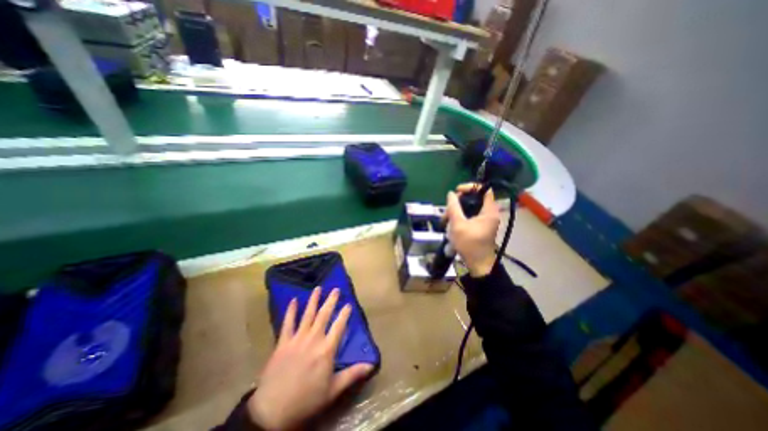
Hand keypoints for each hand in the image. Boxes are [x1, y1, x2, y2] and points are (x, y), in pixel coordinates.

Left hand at [247, 285, 373, 430]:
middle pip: (324, 315)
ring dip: (313, 300)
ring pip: (308, 314)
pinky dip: (291, 311)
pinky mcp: (283, 342)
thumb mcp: (333, 390)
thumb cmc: (307, 400)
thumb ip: (352, 374)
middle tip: (335, 289)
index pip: (339, 326)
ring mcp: (297, 338)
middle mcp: (313, 338)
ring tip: (318, 288)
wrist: (273, 411)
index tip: (349, 304)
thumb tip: (371, 365)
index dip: (345, 314)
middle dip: (331, 301)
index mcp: (327, 349)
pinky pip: (288, 323)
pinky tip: (294, 300)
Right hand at [444, 184, 504, 277]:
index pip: (484, 189)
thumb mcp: (458, 224)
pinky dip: (460, 217)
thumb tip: (450, 194)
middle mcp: (489, 213)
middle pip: (475, 198)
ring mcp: (485, 220)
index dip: (471, 187)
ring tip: (445, 220)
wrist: (477, 264)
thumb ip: (454, 207)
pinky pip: (469, 216)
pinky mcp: (480, 226)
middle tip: (447, 209)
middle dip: (459, 202)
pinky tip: (450, 224)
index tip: (457, 191)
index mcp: (489, 211)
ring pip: (470, 208)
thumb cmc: (469, 244)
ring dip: (456, 211)